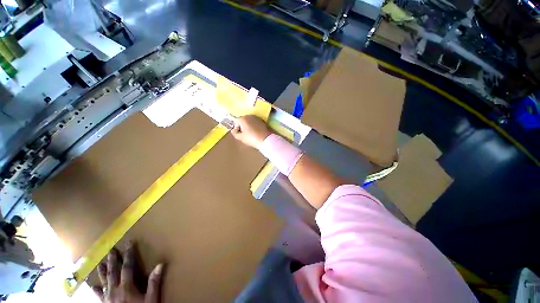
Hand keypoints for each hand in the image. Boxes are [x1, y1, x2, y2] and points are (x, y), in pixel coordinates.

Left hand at [93, 243, 163, 302]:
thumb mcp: (151, 299)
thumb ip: (154, 283)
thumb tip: (160, 264)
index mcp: (126, 287)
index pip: (127, 267)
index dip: (128, 254)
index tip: (129, 243)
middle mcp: (114, 290)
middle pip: (113, 272)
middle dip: (113, 260)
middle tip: (111, 250)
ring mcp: (107, 298)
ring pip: (104, 281)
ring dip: (103, 272)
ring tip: (100, 263)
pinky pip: (99, 295)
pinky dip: (96, 290)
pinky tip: (93, 286)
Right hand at [231, 115, 271, 148]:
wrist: (265, 139)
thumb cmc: (252, 138)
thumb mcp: (241, 137)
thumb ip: (235, 133)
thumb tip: (234, 131)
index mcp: (243, 118)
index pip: (235, 121)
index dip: (236, 128)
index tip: (239, 134)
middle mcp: (249, 116)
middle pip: (242, 120)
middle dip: (242, 126)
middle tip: (244, 134)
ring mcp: (256, 118)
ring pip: (249, 121)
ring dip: (248, 126)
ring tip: (250, 134)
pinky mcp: (262, 121)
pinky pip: (254, 123)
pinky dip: (254, 126)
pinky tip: (255, 132)